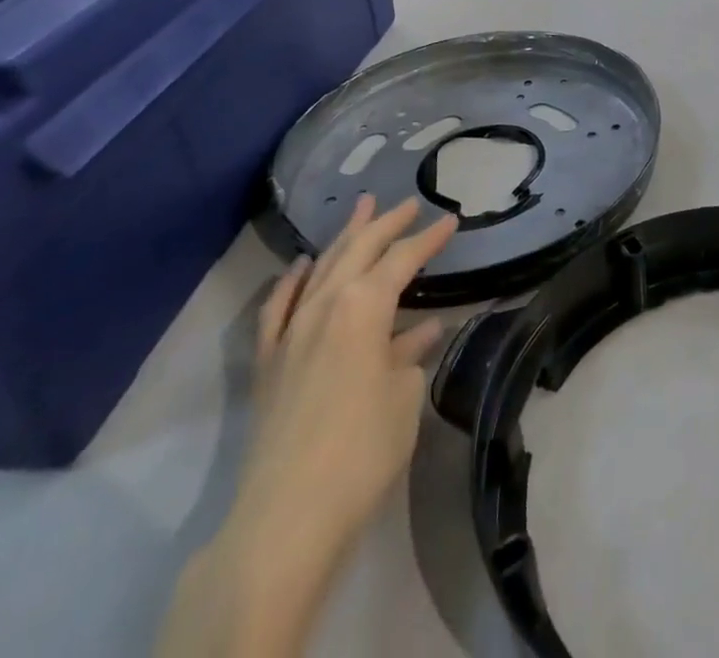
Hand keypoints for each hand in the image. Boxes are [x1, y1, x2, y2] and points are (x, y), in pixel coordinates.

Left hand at [157, 195, 455, 657]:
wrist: (286, 516)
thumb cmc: (363, 449)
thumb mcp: (403, 396)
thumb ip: (409, 354)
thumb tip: (419, 332)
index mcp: (364, 306)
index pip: (403, 259)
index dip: (429, 239)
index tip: (450, 220)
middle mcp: (325, 306)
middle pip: (358, 250)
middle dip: (385, 223)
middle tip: (407, 203)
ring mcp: (290, 332)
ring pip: (319, 268)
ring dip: (343, 238)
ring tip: (361, 209)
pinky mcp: (268, 362)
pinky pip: (278, 307)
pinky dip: (290, 281)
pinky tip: (299, 266)